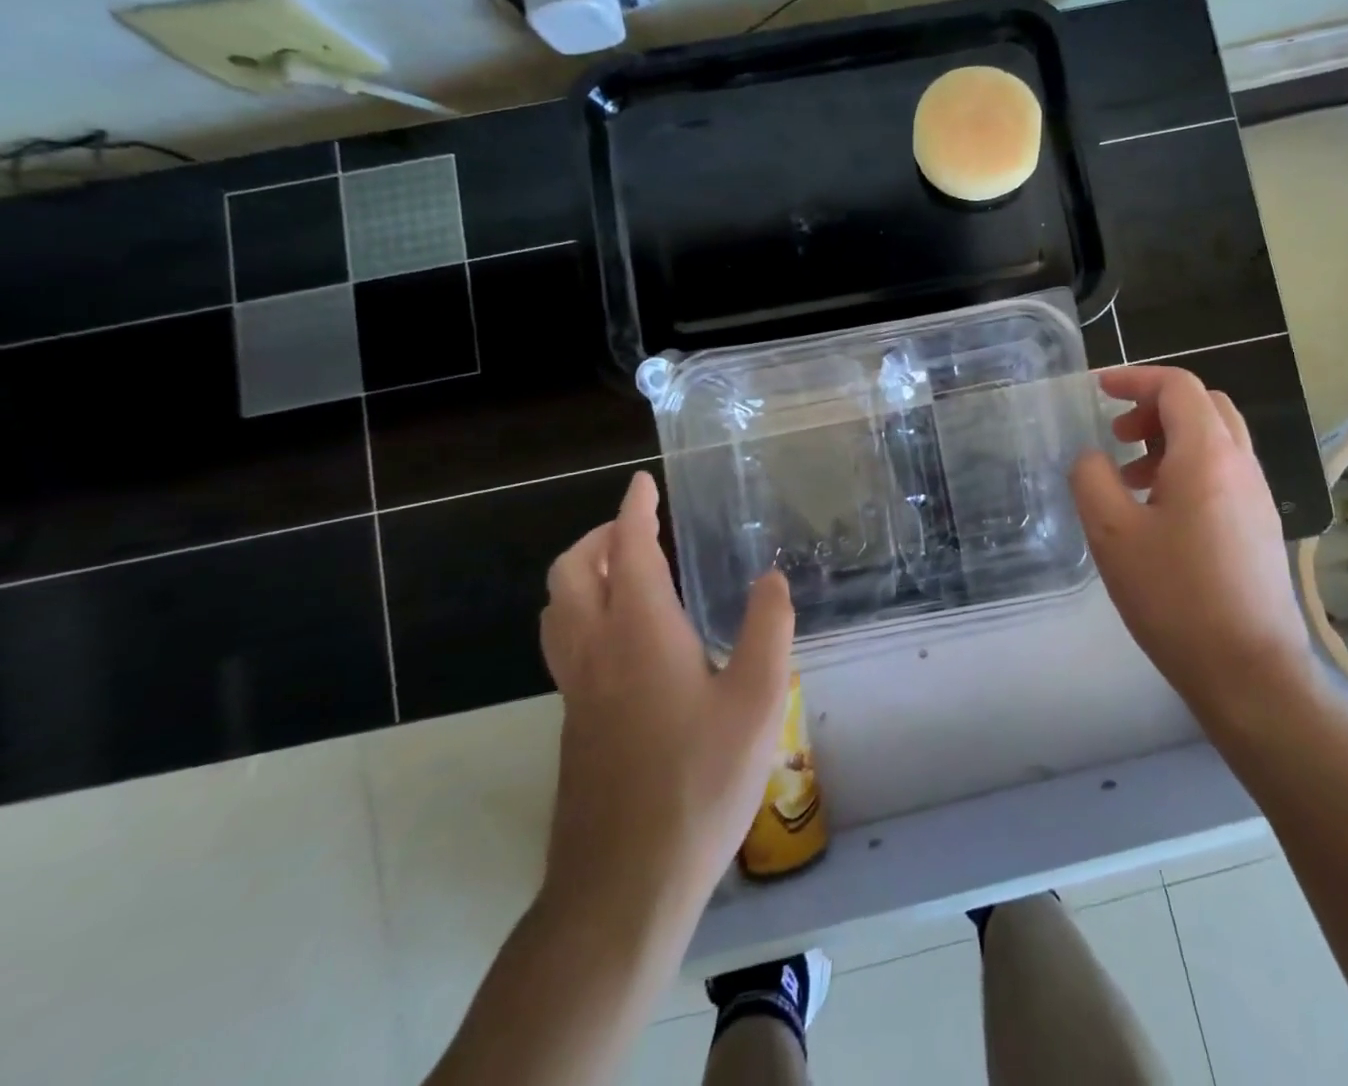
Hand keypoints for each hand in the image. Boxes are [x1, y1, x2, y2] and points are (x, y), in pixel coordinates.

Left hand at [538, 471, 793, 933]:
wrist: (624, 883)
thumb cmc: (700, 781)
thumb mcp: (759, 700)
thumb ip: (768, 628)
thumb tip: (771, 578)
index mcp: (640, 633)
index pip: (628, 551)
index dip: (634, 511)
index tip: (642, 483)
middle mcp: (596, 651)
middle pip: (571, 574)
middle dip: (598, 538)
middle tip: (636, 529)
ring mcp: (577, 691)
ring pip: (558, 610)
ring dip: (583, 575)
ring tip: (627, 573)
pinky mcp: (575, 724)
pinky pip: (566, 644)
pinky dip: (584, 613)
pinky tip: (628, 640)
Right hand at [1070, 367, 1316, 723]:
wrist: (1249, 672)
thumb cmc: (1175, 597)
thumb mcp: (1112, 535)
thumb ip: (1091, 479)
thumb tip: (1093, 457)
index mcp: (1207, 455)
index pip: (1178, 387)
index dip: (1136, 379)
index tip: (1099, 389)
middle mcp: (1241, 464)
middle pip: (1204, 405)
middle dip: (1156, 407)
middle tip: (1119, 434)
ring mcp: (1257, 496)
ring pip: (1216, 439)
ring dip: (1172, 439)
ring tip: (1131, 478)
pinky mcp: (1261, 526)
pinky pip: (1224, 472)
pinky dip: (1189, 468)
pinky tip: (1160, 513)